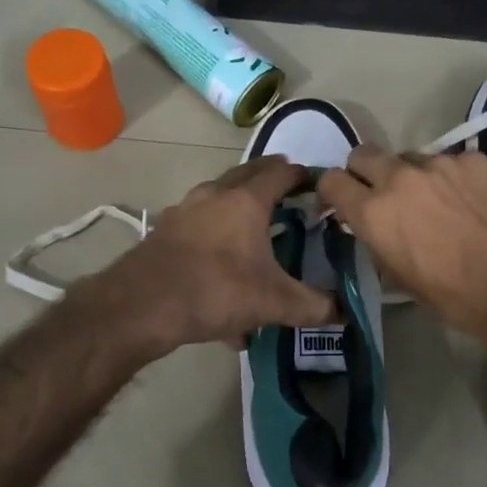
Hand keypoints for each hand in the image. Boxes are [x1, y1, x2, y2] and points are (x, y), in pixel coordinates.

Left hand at [81, 156, 337, 356]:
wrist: (141, 305)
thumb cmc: (216, 290)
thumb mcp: (274, 303)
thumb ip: (313, 306)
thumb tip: (345, 313)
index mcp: (246, 200)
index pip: (281, 172)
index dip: (303, 174)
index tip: (317, 184)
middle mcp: (215, 195)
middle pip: (248, 175)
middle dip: (271, 182)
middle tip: (291, 198)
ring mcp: (185, 211)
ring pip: (219, 199)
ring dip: (239, 208)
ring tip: (255, 234)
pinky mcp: (164, 232)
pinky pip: (199, 227)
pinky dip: (215, 239)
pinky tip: (221, 278)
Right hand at [319, 146, 486, 354]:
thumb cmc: (451, 295)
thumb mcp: (396, 275)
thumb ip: (375, 238)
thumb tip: (371, 224)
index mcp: (373, 211)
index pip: (332, 180)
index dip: (333, 191)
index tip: (342, 201)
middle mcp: (398, 178)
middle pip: (363, 154)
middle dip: (366, 172)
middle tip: (383, 194)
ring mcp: (438, 163)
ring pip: (409, 157)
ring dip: (411, 176)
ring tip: (435, 201)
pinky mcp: (472, 159)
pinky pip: (449, 161)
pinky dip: (450, 178)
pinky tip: (468, 202)